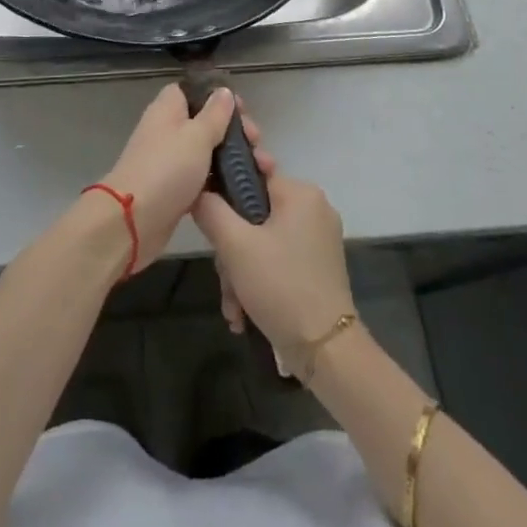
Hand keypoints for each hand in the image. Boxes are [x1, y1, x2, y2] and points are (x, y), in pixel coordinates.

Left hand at [99, 84, 272, 272]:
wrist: (133, 221)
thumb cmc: (167, 169)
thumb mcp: (197, 136)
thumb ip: (214, 114)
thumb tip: (224, 91)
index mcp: (168, 109)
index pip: (192, 91)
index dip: (217, 96)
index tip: (242, 109)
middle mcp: (167, 131)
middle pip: (204, 121)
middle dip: (232, 130)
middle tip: (255, 142)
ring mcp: (170, 161)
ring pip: (206, 151)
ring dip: (231, 157)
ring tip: (260, 167)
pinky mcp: (175, 188)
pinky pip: (202, 177)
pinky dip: (220, 181)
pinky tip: (242, 187)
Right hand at [194, 174, 352, 356]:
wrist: (327, 351)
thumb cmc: (280, 286)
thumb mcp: (235, 245)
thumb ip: (211, 210)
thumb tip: (199, 191)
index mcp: (301, 193)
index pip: (252, 174)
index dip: (225, 193)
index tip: (208, 217)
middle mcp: (314, 209)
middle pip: (254, 214)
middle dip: (231, 250)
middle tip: (224, 276)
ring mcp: (318, 240)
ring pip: (262, 242)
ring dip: (240, 273)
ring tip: (234, 307)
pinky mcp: (318, 267)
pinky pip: (278, 260)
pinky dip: (259, 282)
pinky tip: (244, 313)